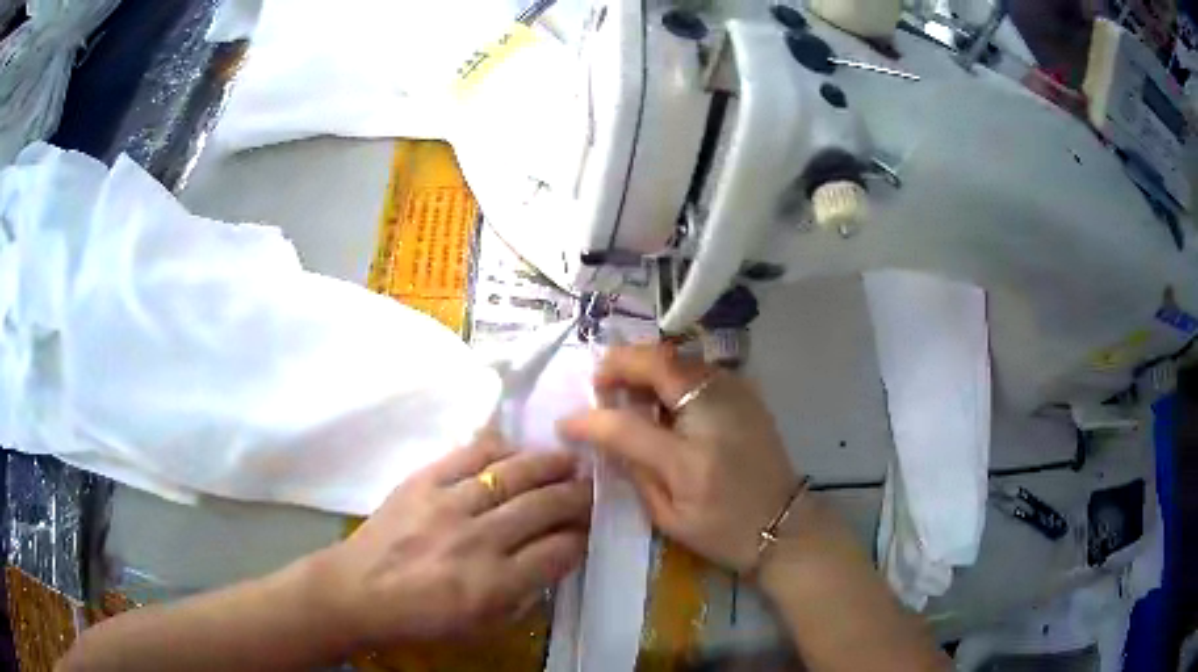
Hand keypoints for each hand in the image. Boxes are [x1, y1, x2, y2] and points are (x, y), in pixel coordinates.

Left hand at [311, 433, 590, 648]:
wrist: (358, 591)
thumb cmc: (421, 619)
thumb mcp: (482, 626)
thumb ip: (525, 595)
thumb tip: (555, 558)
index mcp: (495, 584)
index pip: (560, 551)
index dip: (582, 538)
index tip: (589, 530)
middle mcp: (478, 540)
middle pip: (545, 505)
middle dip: (577, 496)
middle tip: (591, 489)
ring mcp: (449, 505)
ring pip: (515, 473)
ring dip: (550, 464)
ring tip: (568, 461)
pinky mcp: (423, 481)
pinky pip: (471, 453)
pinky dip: (501, 448)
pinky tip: (517, 450)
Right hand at [560, 344, 798, 572]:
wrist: (784, 524)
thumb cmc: (724, 531)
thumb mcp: (669, 516)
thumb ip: (634, 471)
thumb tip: (604, 437)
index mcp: (690, 458)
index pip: (626, 424)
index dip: (590, 419)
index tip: (566, 422)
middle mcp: (715, 413)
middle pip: (658, 363)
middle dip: (619, 365)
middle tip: (599, 385)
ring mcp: (735, 395)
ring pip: (678, 357)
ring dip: (644, 365)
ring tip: (625, 390)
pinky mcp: (746, 393)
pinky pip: (697, 367)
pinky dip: (670, 372)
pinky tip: (661, 396)